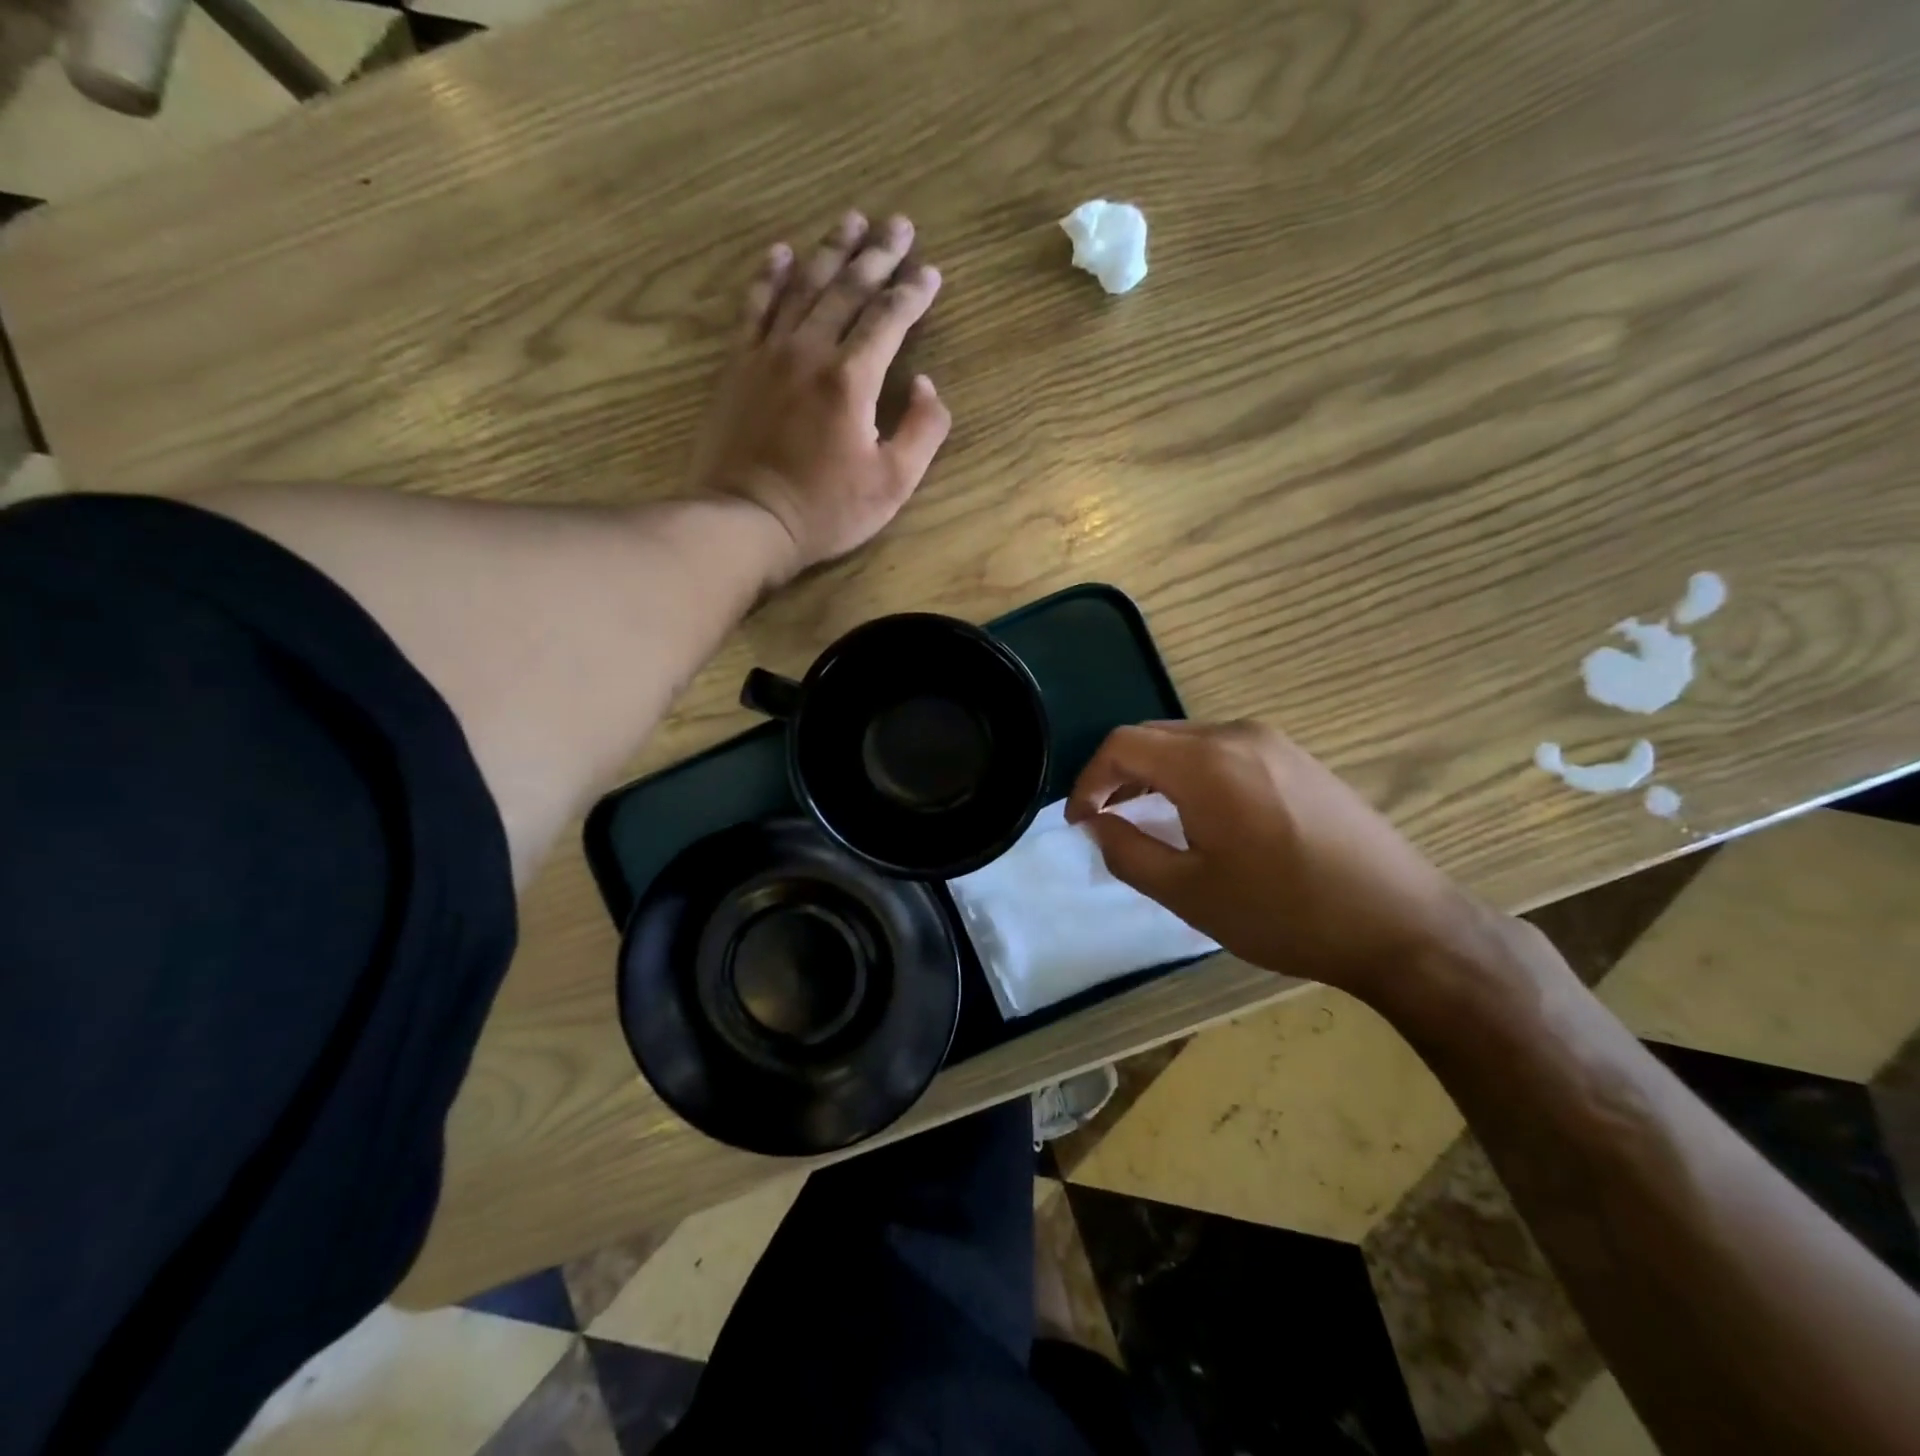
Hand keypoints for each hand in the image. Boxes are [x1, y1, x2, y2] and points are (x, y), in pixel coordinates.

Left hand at [690, 211, 950, 583]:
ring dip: (831, 250)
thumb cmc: (826, 510)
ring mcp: (769, 353)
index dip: (913, 292)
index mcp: (852, 378)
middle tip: (899, 224)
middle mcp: (810, 350)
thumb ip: (923, 431)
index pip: (889, 318)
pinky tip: (782, 251)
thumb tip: (929, 386)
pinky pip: (755, 306)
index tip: (932, 272)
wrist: (747, 520)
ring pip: (804, 286)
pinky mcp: (738, 365)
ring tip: (851, 220)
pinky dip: (770, 276)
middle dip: (878, 254)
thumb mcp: (893, 484)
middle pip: (848, 288)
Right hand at [1064, 721, 1489, 1001]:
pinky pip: (1225, 751)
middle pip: (1154, 736)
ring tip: (1147, 819)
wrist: (1402, 925)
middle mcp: (1238, 735)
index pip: (1122, 745)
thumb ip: (1127, 851)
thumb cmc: (1285, 913)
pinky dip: (1193, 774)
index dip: (1088, 780)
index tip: (1080, 823)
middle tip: (1106, 821)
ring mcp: (1275, 743)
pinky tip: (1201, 815)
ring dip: (1156, 773)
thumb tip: (1095, 823)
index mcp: (1206, 763)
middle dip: (1119, 774)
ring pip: (1189, 742)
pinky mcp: (1299, 759)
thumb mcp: (1189, 893)